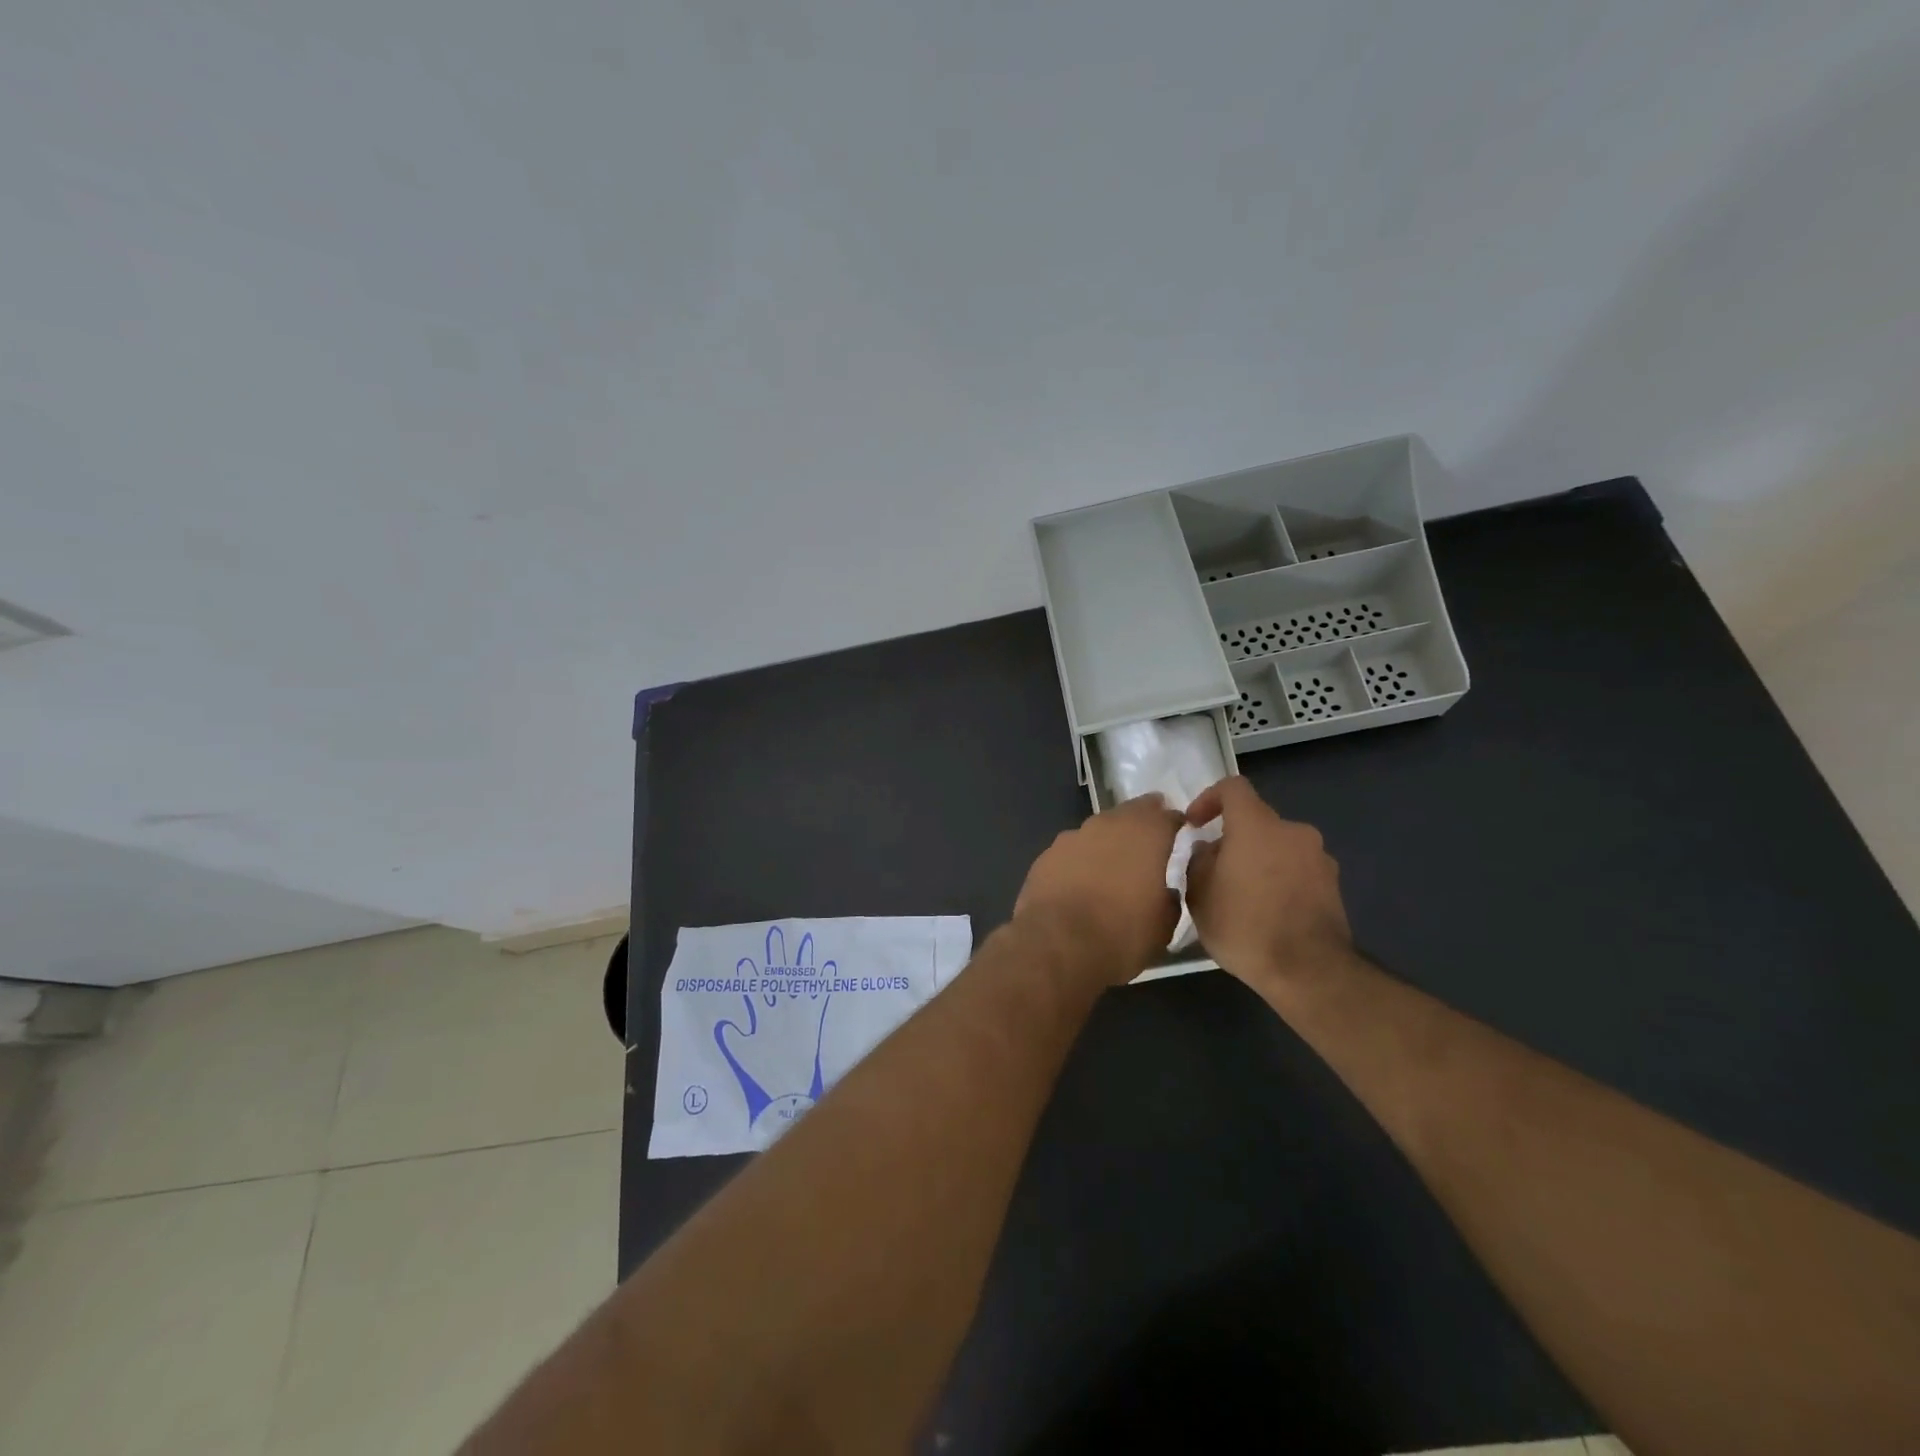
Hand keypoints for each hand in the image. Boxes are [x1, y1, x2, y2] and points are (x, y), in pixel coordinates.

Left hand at [1015, 795, 1183, 983]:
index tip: (1180, 830)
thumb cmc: (1120, 935)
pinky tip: (1079, 880)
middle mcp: (1108, 826)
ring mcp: (1072, 838)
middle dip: (1141, 821)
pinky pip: (1071, 851)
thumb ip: (1169, 901)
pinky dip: (1080, 860)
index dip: (1175, 822)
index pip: (1167, 816)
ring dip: (1107, 841)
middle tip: (1148, 836)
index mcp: (1145, 836)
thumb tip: (1164, 892)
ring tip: (1112, 863)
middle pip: (1129, 814)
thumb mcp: (1163, 928)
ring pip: (1097, 830)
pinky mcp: (1045, 856)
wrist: (1056, 945)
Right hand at [1183, 776, 1352, 990]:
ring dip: (1258, 861)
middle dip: (1233, 839)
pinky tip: (1267, 912)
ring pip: (1278, 847)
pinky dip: (1280, 880)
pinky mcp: (1333, 885)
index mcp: (1257, 825)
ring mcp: (1319, 858)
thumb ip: (1197, 861)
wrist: (1308, 971)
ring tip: (1241, 896)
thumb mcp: (1199, 895)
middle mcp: (1293, 831)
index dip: (1209, 799)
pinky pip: (1297, 870)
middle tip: (1214, 870)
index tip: (1195, 824)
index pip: (1233, 788)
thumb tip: (1208, 850)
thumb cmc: (1244, 926)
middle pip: (1256, 821)